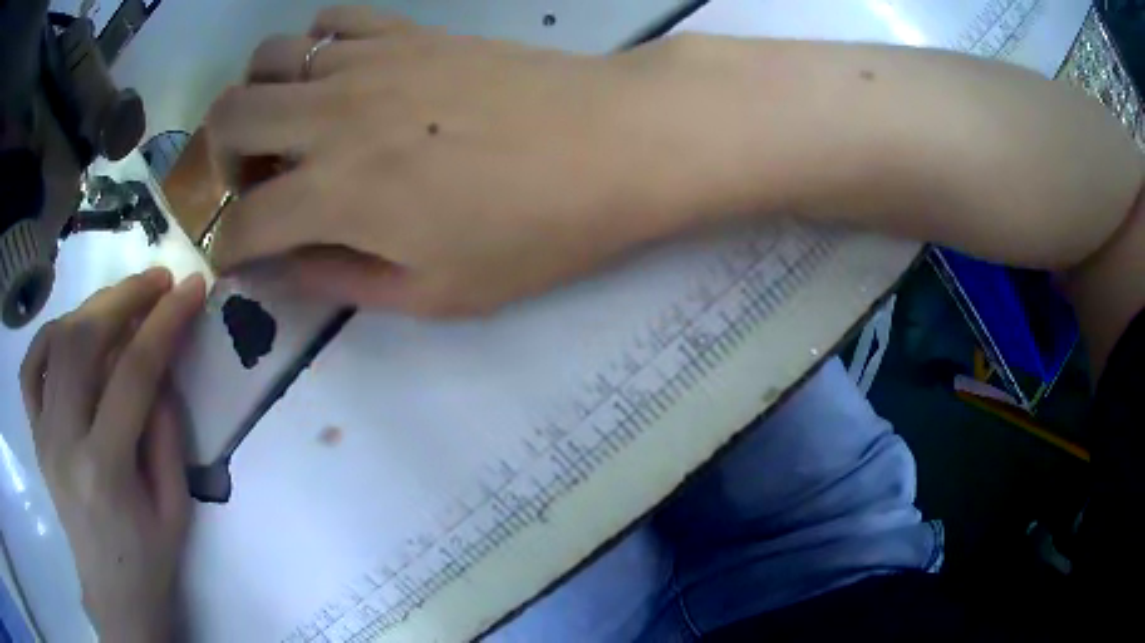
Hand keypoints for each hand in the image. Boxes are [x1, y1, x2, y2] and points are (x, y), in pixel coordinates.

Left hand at [20, 269, 206, 641]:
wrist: (112, 592)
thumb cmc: (149, 560)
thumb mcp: (175, 506)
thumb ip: (165, 432)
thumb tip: (160, 365)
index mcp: (105, 470)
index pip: (132, 375)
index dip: (164, 324)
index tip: (191, 289)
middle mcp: (64, 442)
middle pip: (84, 343)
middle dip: (124, 298)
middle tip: (157, 281)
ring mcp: (43, 434)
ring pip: (57, 343)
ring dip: (92, 308)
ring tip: (122, 299)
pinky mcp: (35, 433)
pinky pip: (31, 368)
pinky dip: (49, 336)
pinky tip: (71, 331)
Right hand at [206, 7, 716, 314]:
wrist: (610, 142)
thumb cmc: (535, 230)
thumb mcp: (437, 292)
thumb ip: (344, 280)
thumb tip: (285, 268)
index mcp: (336, 195)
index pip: (241, 225)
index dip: (226, 251)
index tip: (237, 261)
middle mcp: (331, 117)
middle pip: (226, 119)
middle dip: (220, 160)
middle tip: (256, 184)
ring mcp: (368, 62)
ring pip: (267, 58)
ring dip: (258, 97)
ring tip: (289, 127)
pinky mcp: (407, 31)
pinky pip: (332, 19)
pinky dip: (313, 48)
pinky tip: (337, 76)